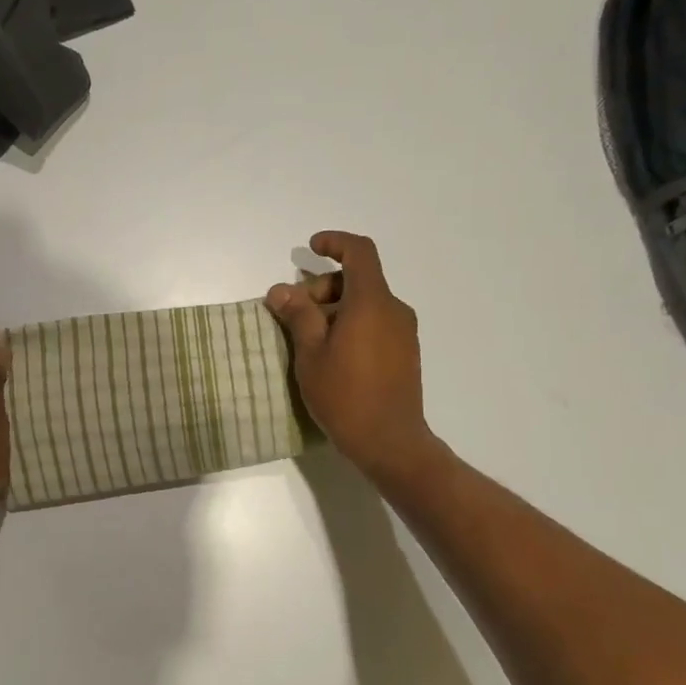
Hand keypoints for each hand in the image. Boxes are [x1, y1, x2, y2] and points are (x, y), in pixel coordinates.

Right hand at [266, 232, 435, 481]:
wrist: (390, 441)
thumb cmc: (345, 395)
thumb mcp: (311, 353)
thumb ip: (298, 315)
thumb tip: (280, 290)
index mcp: (371, 302)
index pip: (360, 252)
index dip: (335, 243)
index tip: (311, 248)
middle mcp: (393, 309)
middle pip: (358, 280)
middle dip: (323, 287)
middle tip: (294, 314)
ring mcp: (403, 332)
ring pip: (366, 303)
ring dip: (335, 309)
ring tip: (308, 339)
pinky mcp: (405, 353)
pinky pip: (376, 323)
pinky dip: (352, 324)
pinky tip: (332, 354)